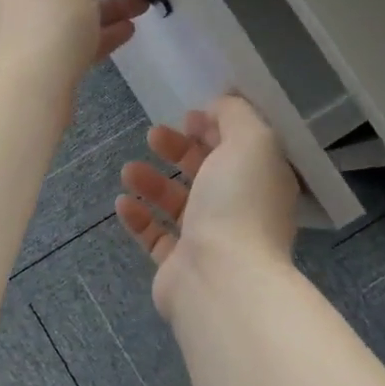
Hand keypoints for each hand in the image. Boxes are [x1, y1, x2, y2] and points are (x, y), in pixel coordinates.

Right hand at [115, 95, 300, 320]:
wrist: (221, 278)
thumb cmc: (239, 203)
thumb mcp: (251, 140)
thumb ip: (236, 114)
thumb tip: (217, 107)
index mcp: (262, 182)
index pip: (240, 148)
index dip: (214, 128)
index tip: (188, 116)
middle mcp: (240, 211)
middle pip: (205, 173)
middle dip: (177, 150)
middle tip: (153, 136)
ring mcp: (210, 241)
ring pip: (177, 204)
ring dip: (152, 182)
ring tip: (128, 171)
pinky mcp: (179, 266)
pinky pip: (155, 236)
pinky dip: (138, 217)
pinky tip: (122, 203)